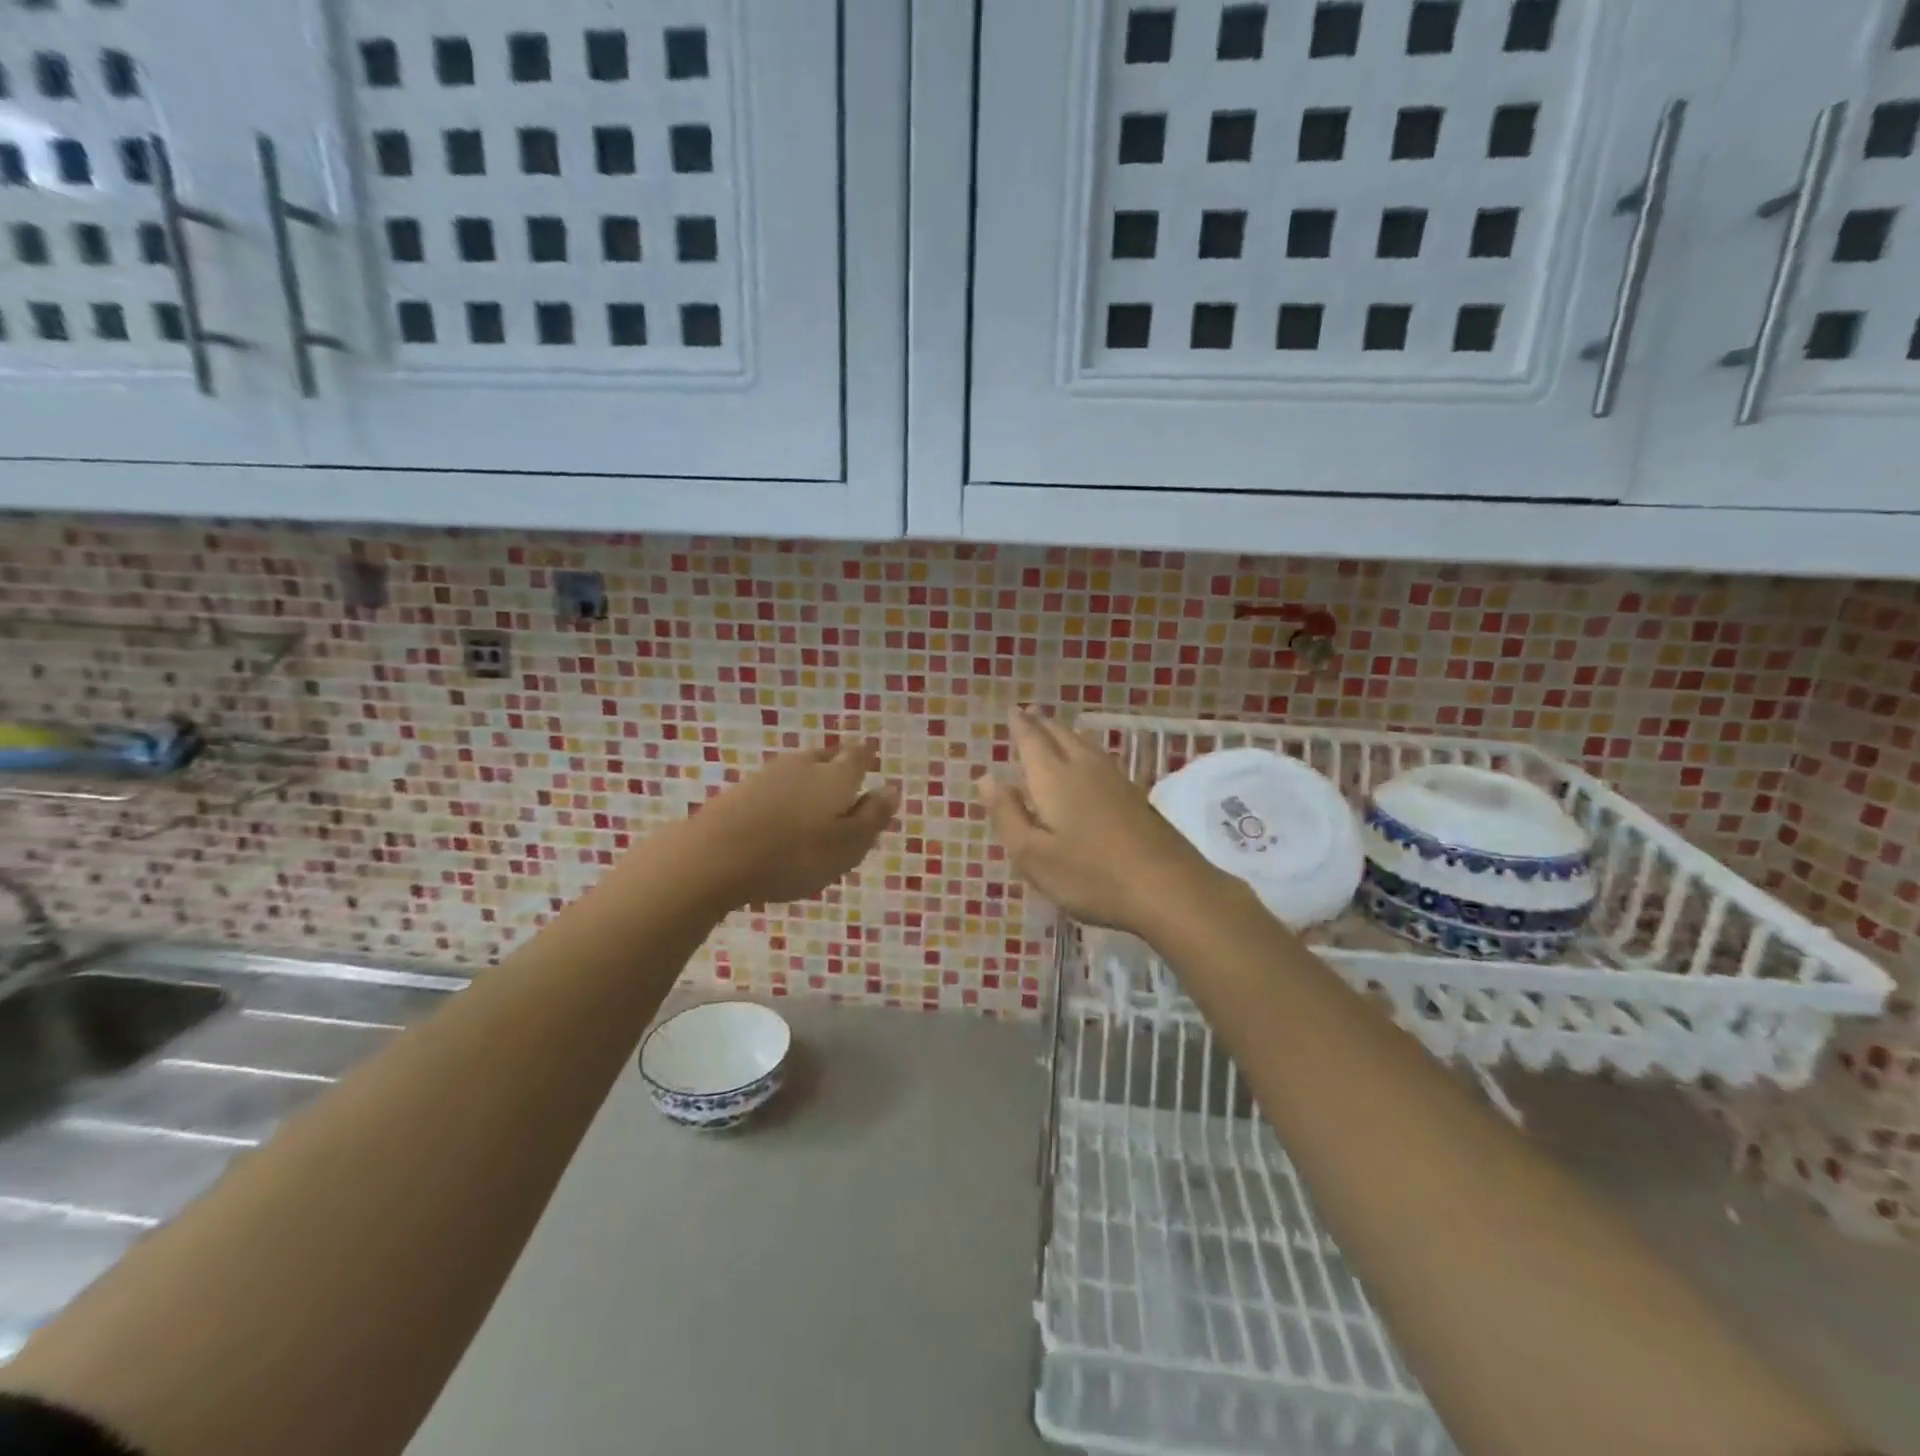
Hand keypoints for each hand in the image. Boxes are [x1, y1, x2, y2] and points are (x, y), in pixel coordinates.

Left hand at [688, 741, 897, 906]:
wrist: (715, 856)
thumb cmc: (795, 855)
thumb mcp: (848, 845)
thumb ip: (872, 817)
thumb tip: (891, 789)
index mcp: (836, 777)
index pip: (858, 756)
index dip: (867, 756)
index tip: (872, 756)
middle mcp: (804, 766)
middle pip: (827, 756)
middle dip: (839, 762)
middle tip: (847, 772)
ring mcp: (768, 775)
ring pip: (798, 768)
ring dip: (810, 777)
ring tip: (816, 794)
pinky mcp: (740, 791)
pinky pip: (774, 785)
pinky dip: (784, 793)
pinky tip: (782, 811)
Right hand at [974, 710, 1232, 939]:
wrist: (1168, 888)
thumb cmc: (1090, 876)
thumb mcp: (1033, 855)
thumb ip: (1007, 815)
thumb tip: (986, 778)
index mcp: (1054, 779)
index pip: (1032, 741)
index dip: (1020, 726)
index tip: (1013, 710)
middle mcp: (1084, 768)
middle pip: (1061, 736)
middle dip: (1042, 724)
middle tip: (1030, 714)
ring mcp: (1116, 781)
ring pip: (1085, 745)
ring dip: (1066, 734)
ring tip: (1056, 731)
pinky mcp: (1137, 797)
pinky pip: (1101, 760)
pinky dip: (1086, 751)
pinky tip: (1090, 764)